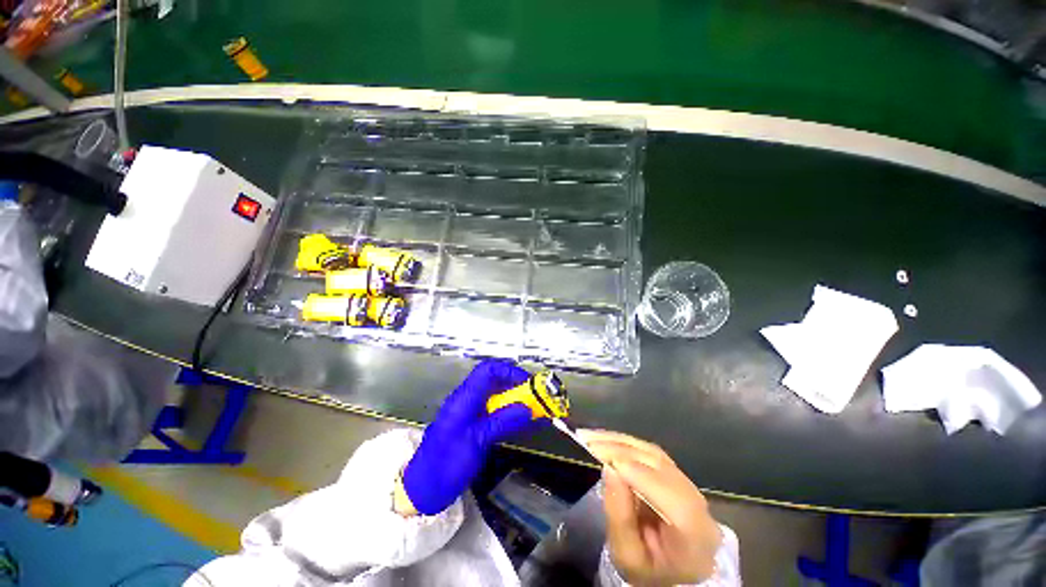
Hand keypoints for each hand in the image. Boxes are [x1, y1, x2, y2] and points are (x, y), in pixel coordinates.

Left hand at [402, 360, 545, 514]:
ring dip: (514, 400)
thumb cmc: (445, 464)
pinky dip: (508, 415)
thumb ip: (502, 422)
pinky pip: (493, 412)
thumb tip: (527, 408)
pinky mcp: (472, 426)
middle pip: (493, 382)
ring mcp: (469, 413)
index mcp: (464, 398)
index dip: (508, 371)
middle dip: (515, 386)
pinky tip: (521, 424)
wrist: (423, 490)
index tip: (527, 383)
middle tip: (534, 397)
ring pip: (495, 397)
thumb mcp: (476, 442)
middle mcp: (467, 400)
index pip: (487, 371)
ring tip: (533, 410)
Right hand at [579, 429, 722, 586]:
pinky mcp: (675, 473)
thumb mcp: (628, 557)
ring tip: (592, 437)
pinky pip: (651, 453)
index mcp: (696, 537)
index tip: (609, 463)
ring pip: (655, 455)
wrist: (666, 568)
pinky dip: (627, 444)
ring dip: (621, 442)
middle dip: (623, 452)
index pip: (675, 502)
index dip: (643, 477)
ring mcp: (689, 485)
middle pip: (663, 470)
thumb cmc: (646, 570)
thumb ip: (620, 517)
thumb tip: (610, 469)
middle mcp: (699, 504)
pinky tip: (608, 439)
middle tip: (589, 442)